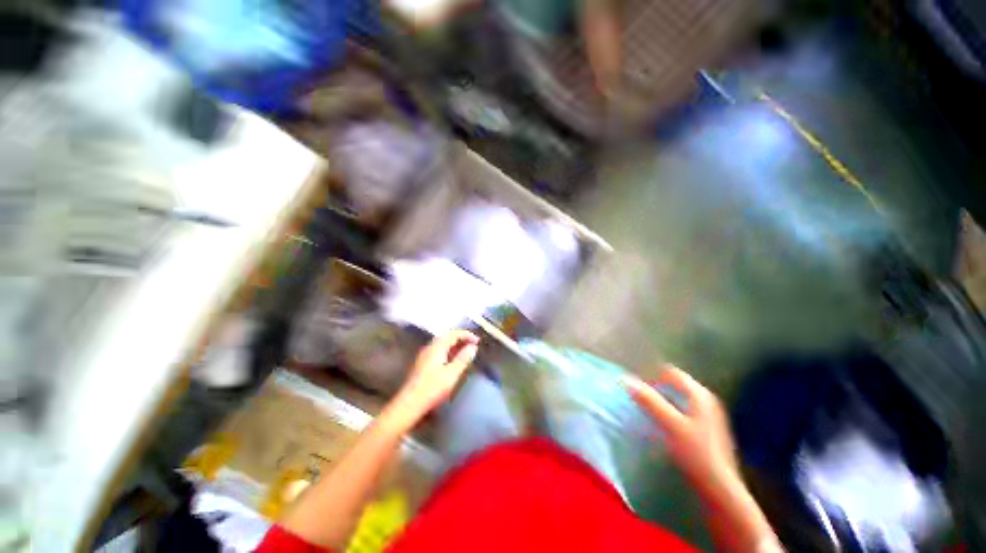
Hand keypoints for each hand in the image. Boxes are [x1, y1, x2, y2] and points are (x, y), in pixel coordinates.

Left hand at [386, 330, 479, 430]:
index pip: (454, 334)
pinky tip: (453, 362)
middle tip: (473, 346)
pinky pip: (438, 352)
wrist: (409, 404)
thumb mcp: (453, 373)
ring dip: (455, 346)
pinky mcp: (422, 365)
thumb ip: (464, 358)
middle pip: (447, 337)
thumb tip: (472, 347)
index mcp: (437, 347)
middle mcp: (430, 348)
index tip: (478, 341)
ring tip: (466, 353)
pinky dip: (449, 353)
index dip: (467, 335)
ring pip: (442, 345)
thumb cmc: (433, 388)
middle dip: (461, 339)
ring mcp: (424, 356)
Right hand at [624, 366, 740, 496]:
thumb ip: (649, 401)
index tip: (636, 388)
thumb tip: (625, 379)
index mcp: (699, 395)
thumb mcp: (670, 424)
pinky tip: (661, 426)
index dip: (652, 377)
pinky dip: (669, 413)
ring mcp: (708, 415)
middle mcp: (706, 400)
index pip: (671, 373)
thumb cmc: (696, 453)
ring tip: (647, 413)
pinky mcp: (706, 429)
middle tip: (639, 400)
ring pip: (677, 399)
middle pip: (674, 385)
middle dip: (655, 390)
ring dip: (661, 402)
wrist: (719, 488)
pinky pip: (682, 411)